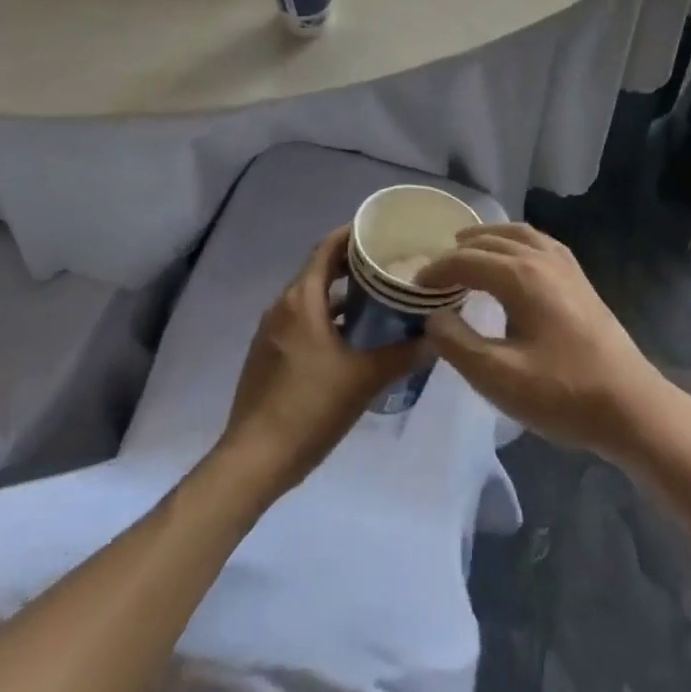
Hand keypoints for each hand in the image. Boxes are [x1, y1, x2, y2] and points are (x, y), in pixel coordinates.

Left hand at [219, 226, 424, 495]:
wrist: (253, 461)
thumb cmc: (309, 408)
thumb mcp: (364, 379)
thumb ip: (403, 354)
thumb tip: (436, 337)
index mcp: (301, 300)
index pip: (327, 248)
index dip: (353, 234)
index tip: (382, 230)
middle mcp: (282, 307)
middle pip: (319, 270)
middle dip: (352, 264)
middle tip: (389, 264)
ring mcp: (271, 332)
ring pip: (310, 298)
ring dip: (340, 294)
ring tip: (377, 298)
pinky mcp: (268, 355)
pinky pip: (301, 321)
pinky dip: (326, 317)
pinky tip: (351, 338)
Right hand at [418, 225, 668, 463]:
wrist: (630, 406)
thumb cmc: (562, 394)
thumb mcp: (499, 378)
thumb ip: (458, 344)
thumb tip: (433, 317)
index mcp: (520, 276)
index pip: (466, 261)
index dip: (436, 271)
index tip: (413, 288)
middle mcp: (542, 258)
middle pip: (490, 240)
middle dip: (457, 251)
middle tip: (434, 272)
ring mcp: (565, 265)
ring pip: (518, 234)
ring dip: (488, 238)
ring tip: (466, 249)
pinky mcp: (580, 278)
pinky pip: (539, 242)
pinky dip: (515, 240)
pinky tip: (513, 258)